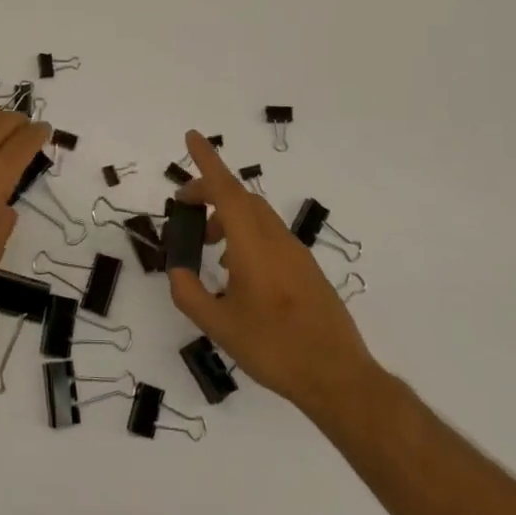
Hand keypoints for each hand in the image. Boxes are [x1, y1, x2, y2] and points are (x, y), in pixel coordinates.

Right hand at [168, 130, 378, 410]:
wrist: (338, 377)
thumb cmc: (274, 348)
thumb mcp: (219, 326)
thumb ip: (189, 294)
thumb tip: (177, 271)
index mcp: (253, 245)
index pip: (226, 191)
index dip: (207, 161)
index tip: (192, 136)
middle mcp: (276, 240)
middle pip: (240, 199)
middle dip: (210, 194)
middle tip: (184, 210)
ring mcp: (295, 254)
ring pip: (256, 217)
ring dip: (227, 218)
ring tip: (208, 247)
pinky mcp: (306, 270)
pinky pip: (269, 236)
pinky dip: (245, 237)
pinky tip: (236, 272)